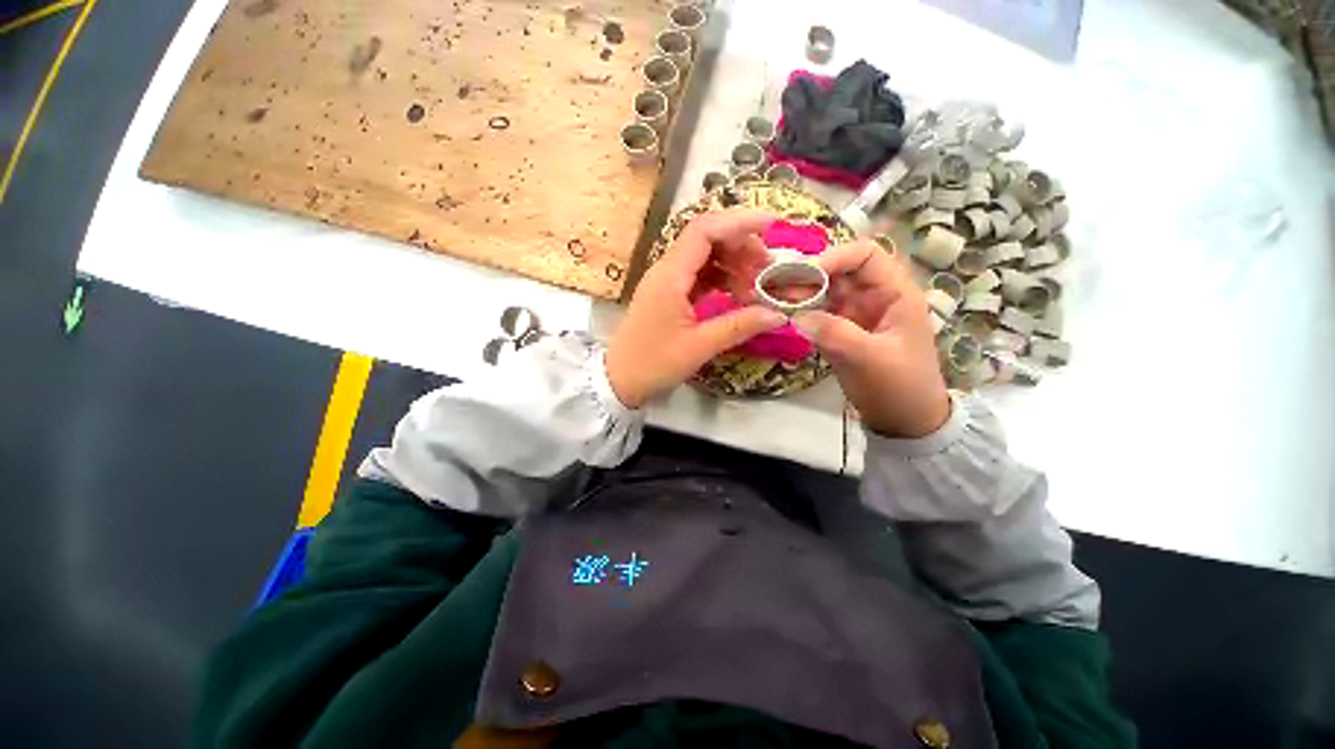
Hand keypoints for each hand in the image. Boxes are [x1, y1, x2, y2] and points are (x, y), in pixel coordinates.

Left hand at [606, 210, 787, 407]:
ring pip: (704, 256)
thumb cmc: (654, 363)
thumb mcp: (699, 347)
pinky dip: (721, 278)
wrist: (620, 378)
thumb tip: (779, 314)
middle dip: (741, 246)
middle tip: (767, 269)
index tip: (771, 226)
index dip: (739, 222)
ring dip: (733, 263)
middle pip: (706, 239)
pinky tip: (737, 293)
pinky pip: (699, 275)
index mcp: (670, 276)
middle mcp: (667, 270)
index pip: (704, 230)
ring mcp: (667, 281)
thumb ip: (739, 327)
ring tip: (755, 285)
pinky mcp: (669, 294)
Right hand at [792, 241, 950, 437]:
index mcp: (895, 293)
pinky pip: (818, 311)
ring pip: (825, 290)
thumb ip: (834, 333)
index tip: (805, 275)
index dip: (835, 257)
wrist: (904, 421)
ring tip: (773, 299)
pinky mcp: (841, 330)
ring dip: (800, 292)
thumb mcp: (869, 359)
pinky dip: (800, 310)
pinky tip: (782, 314)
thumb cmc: (898, 387)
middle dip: (809, 274)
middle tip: (776, 287)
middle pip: (839, 270)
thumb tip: (796, 315)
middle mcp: (874, 296)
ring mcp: (855, 314)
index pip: (865, 255)